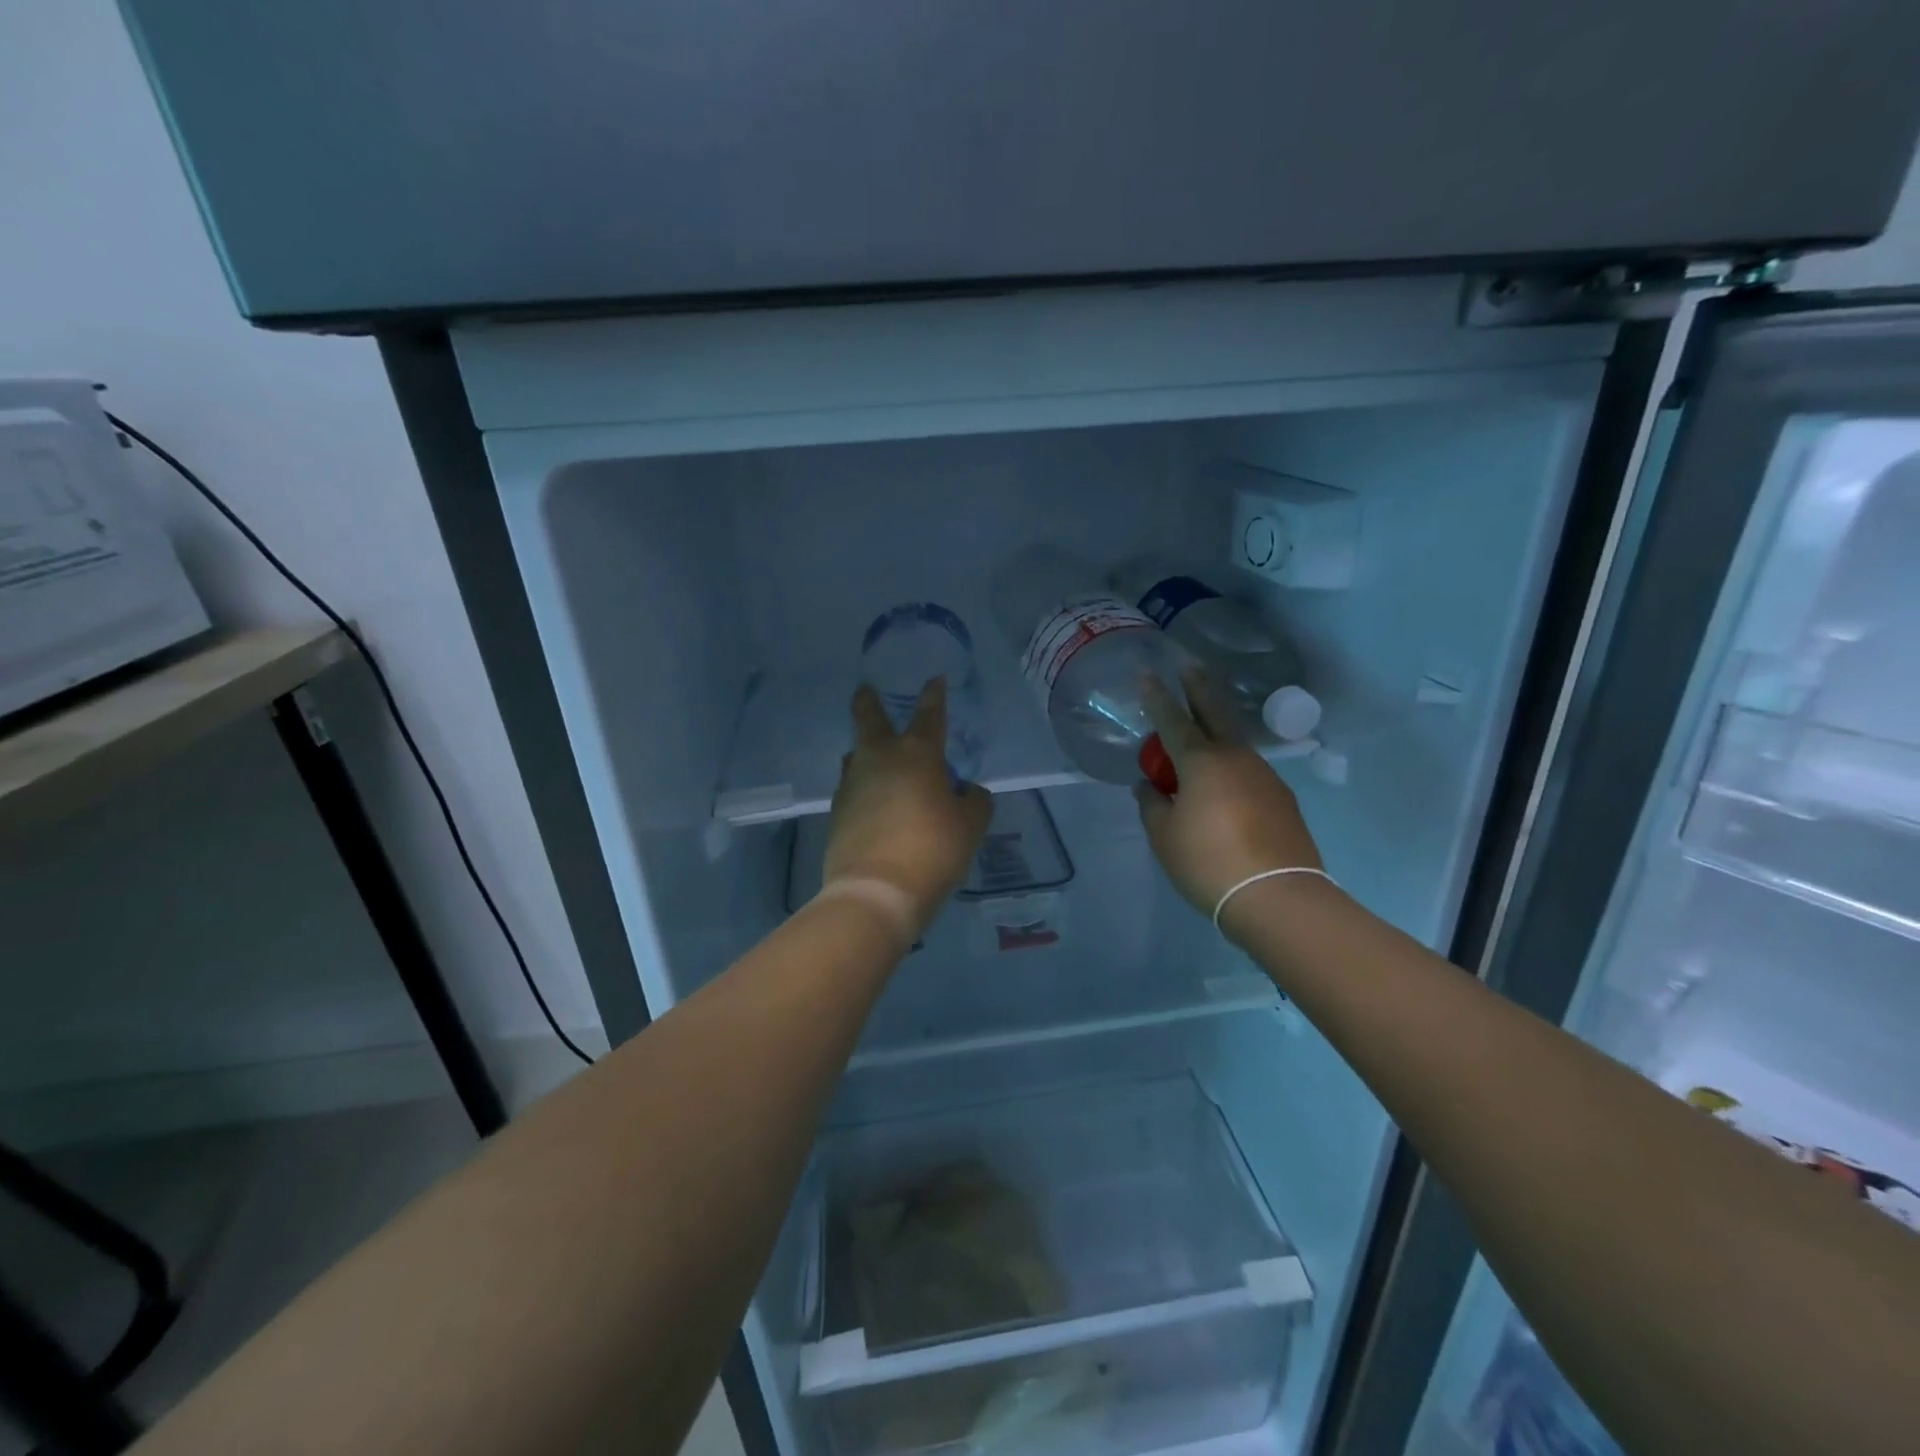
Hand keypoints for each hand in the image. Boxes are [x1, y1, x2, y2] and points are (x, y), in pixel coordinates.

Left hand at [824, 678, 992, 935]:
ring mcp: (852, 784)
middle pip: (869, 718)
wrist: (877, 891)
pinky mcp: (837, 811)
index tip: (934, 679)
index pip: (929, 714)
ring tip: (875, 757)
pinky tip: (872, 801)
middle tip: (865, 689)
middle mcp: (880, 759)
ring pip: (856, 754)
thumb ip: (974, 801)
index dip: (934, 695)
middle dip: (868, 701)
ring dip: (865, 750)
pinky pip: (852, 787)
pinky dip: (863, 786)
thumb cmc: (933, 849)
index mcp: (918, 754)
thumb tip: (967, 792)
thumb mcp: (971, 826)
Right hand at [1134, 668, 1323, 917]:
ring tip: (1200, 738)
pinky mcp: (1282, 798)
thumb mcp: (1164, 836)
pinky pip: (1248, 771)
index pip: (1172, 720)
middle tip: (1190, 666)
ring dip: (1216, 732)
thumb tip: (1149, 787)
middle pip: (1215, 712)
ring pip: (1234, 743)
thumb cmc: (1208, 862)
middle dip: (1199, 688)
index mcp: (1201, 762)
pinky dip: (1231, 767)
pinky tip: (1224, 786)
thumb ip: (1152, 805)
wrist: (1277, 896)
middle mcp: (1235, 758)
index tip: (1147, 673)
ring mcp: (1264, 775)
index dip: (1156, 697)